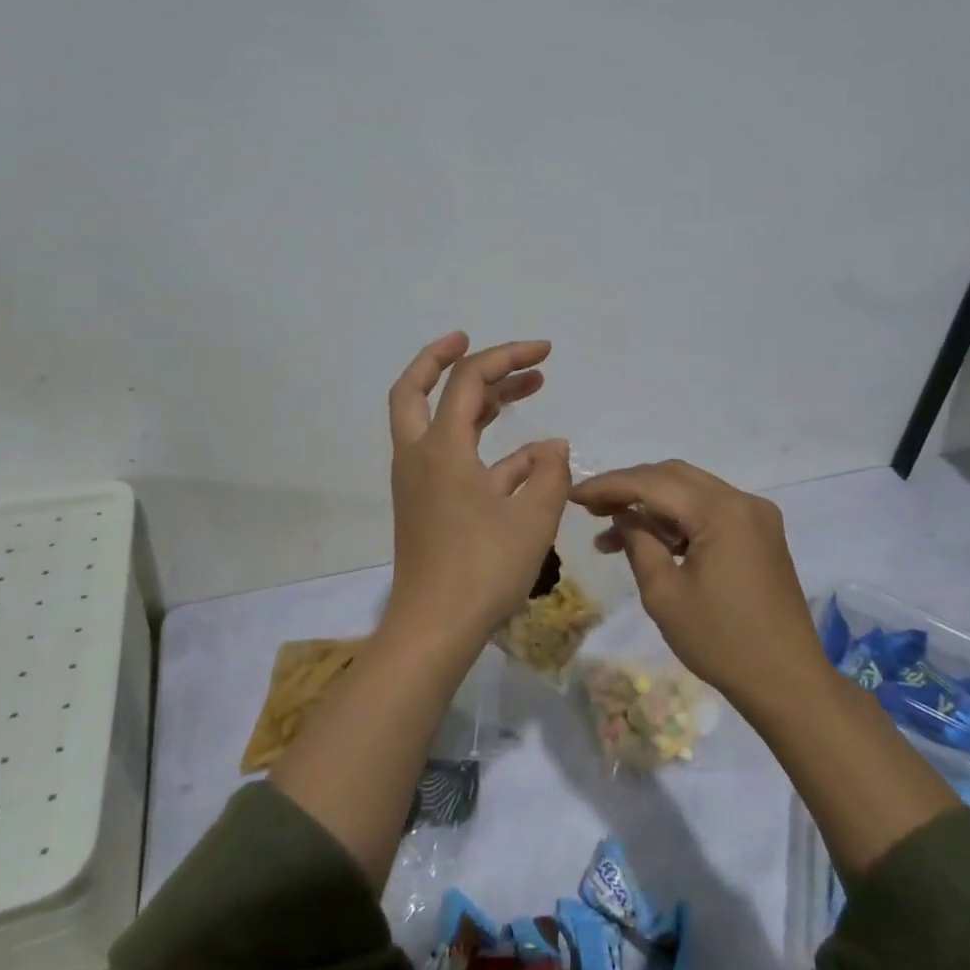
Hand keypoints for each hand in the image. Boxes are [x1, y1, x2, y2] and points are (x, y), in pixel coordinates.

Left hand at [385, 332, 571, 651]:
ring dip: (472, 400)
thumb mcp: (533, 518)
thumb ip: (549, 474)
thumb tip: (553, 446)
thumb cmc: (483, 569)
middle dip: (444, 358)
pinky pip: (450, 457)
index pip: (469, 381)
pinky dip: (482, 445)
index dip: (507, 356)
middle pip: (415, 388)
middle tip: (474, 341)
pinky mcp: (424, 503)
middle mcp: (419, 454)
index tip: (545, 350)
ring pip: (432, 420)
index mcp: (441, 447)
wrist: (434, 628)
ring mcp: (417, 480)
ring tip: (522, 388)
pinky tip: (529, 456)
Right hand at [571, 460, 821, 709]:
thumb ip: (638, 542)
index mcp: (721, 511)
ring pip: (690, 492)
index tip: (574, 495)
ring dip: (650, 506)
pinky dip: (677, 520)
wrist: (788, 683)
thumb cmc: (721, 641)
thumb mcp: (664, 594)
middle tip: (590, 509)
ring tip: (609, 534)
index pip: (652, 483)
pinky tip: (649, 542)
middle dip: (628, 488)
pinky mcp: (760, 534)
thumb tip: (623, 515)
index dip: (609, 486)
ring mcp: (755, 516)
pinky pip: (709, 511)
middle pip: (673, 477)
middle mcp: (742, 501)